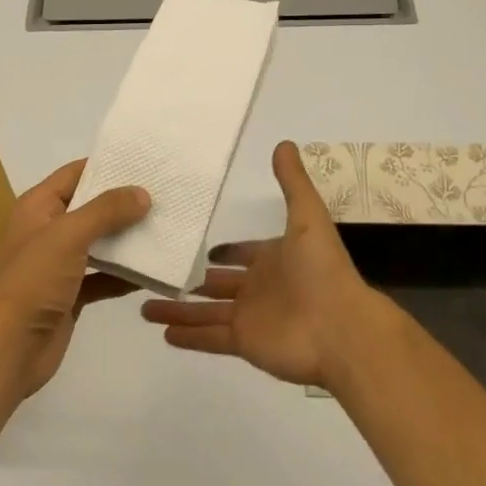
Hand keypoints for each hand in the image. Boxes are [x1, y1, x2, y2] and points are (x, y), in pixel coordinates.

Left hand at [0, 159, 147, 401]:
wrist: (7, 350)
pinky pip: (103, 277)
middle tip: (166, 195)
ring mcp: (60, 264)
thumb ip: (106, 210)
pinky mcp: (71, 295)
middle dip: (124, 203)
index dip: (107, 165)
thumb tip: (142, 193)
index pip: (76, 174)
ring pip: (100, 243)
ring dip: (128, 238)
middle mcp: (48, 230)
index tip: (145, 161)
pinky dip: (125, 274)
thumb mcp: (68, 235)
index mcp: (39, 207)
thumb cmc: (32, 281)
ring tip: (167, 227)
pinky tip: (154, 270)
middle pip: (91, 207)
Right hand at [141, 141, 380, 387]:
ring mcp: (251, 317)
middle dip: (193, 281)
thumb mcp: (308, 216)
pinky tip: (161, 331)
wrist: (341, 329)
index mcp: (274, 259)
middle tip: (160, 274)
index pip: (244, 254)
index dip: (226, 253)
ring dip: (178, 310)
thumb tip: (284, 143)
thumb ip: (292, 182)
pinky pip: (209, 337)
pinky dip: (187, 335)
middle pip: (218, 284)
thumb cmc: (322, 270)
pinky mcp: (244, 342)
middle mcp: (260, 288)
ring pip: (206, 312)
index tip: (202, 250)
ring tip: (144, 306)